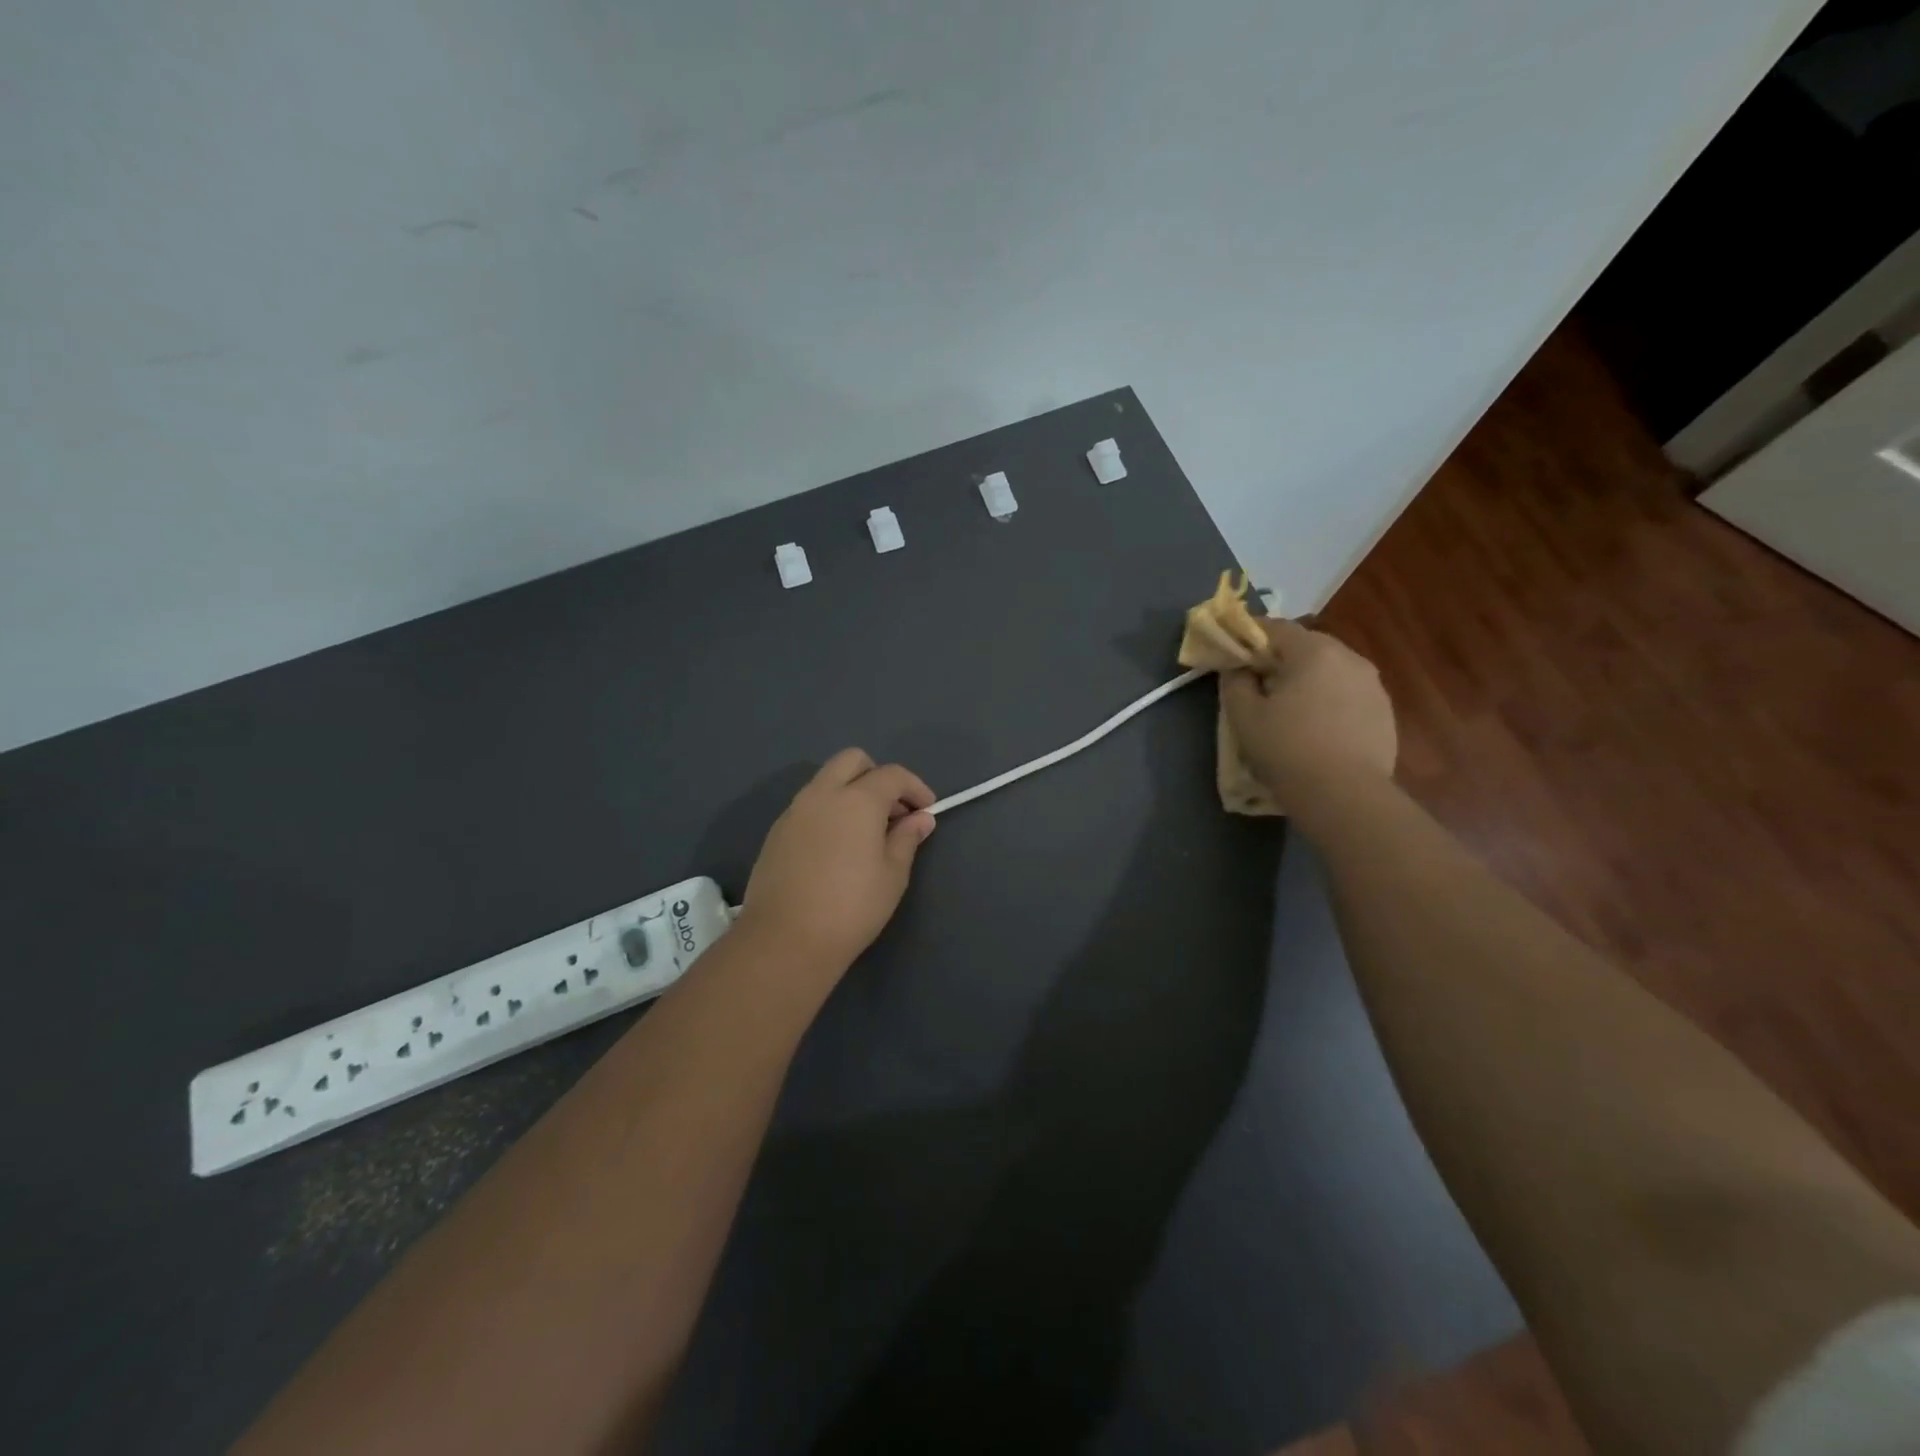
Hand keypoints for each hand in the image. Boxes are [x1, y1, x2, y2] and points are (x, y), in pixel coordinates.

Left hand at [736, 749, 936, 972]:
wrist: (785, 940)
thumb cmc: (852, 907)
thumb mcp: (893, 875)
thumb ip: (907, 838)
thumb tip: (920, 818)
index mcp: (857, 799)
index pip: (892, 774)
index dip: (915, 788)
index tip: (927, 810)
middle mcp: (823, 794)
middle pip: (852, 760)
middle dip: (878, 776)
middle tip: (893, 811)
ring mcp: (794, 811)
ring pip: (827, 780)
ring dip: (851, 792)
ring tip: (866, 832)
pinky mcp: (776, 832)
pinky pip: (809, 805)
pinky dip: (829, 811)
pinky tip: (837, 847)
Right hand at [1220, 617, 1396, 821]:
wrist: (1344, 796)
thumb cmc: (1286, 748)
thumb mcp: (1244, 716)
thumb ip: (1235, 682)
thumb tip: (1238, 668)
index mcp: (1313, 651)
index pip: (1275, 627)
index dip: (1249, 636)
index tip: (1233, 653)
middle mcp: (1349, 658)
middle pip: (1307, 646)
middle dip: (1280, 659)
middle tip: (1259, 682)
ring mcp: (1373, 685)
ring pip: (1331, 670)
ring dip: (1308, 680)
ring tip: (1290, 708)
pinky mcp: (1385, 712)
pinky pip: (1348, 694)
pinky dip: (1329, 700)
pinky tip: (1317, 728)